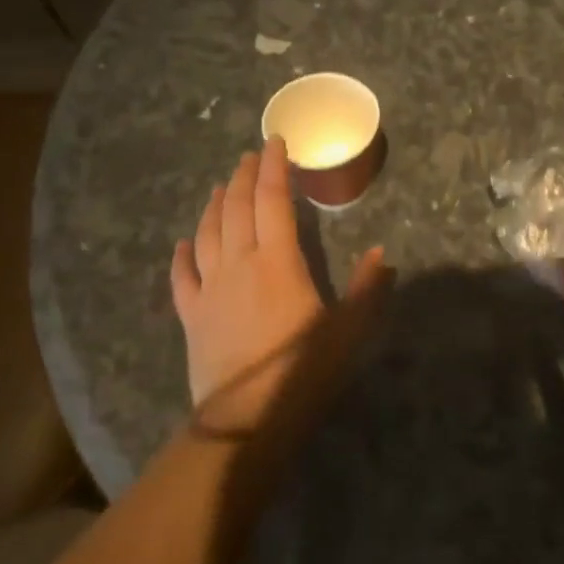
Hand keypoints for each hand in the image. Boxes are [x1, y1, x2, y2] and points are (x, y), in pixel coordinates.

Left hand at [170, 138, 388, 431]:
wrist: (247, 420)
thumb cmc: (304, 370)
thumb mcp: (349, 329)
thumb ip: (367, 287)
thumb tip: (382, 253)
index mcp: (278, 260)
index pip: (273, 200)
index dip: (275, 168)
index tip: (276, 143)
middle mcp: (239, 263)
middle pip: (237, 208)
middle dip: (244, 177)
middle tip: (250, 157)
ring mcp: (210, 289)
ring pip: (207, 234)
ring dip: (215, 206)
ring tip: (221, 187)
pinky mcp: (192, 316)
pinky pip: (182, 276)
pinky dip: (182, 254)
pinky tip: (183, 242)